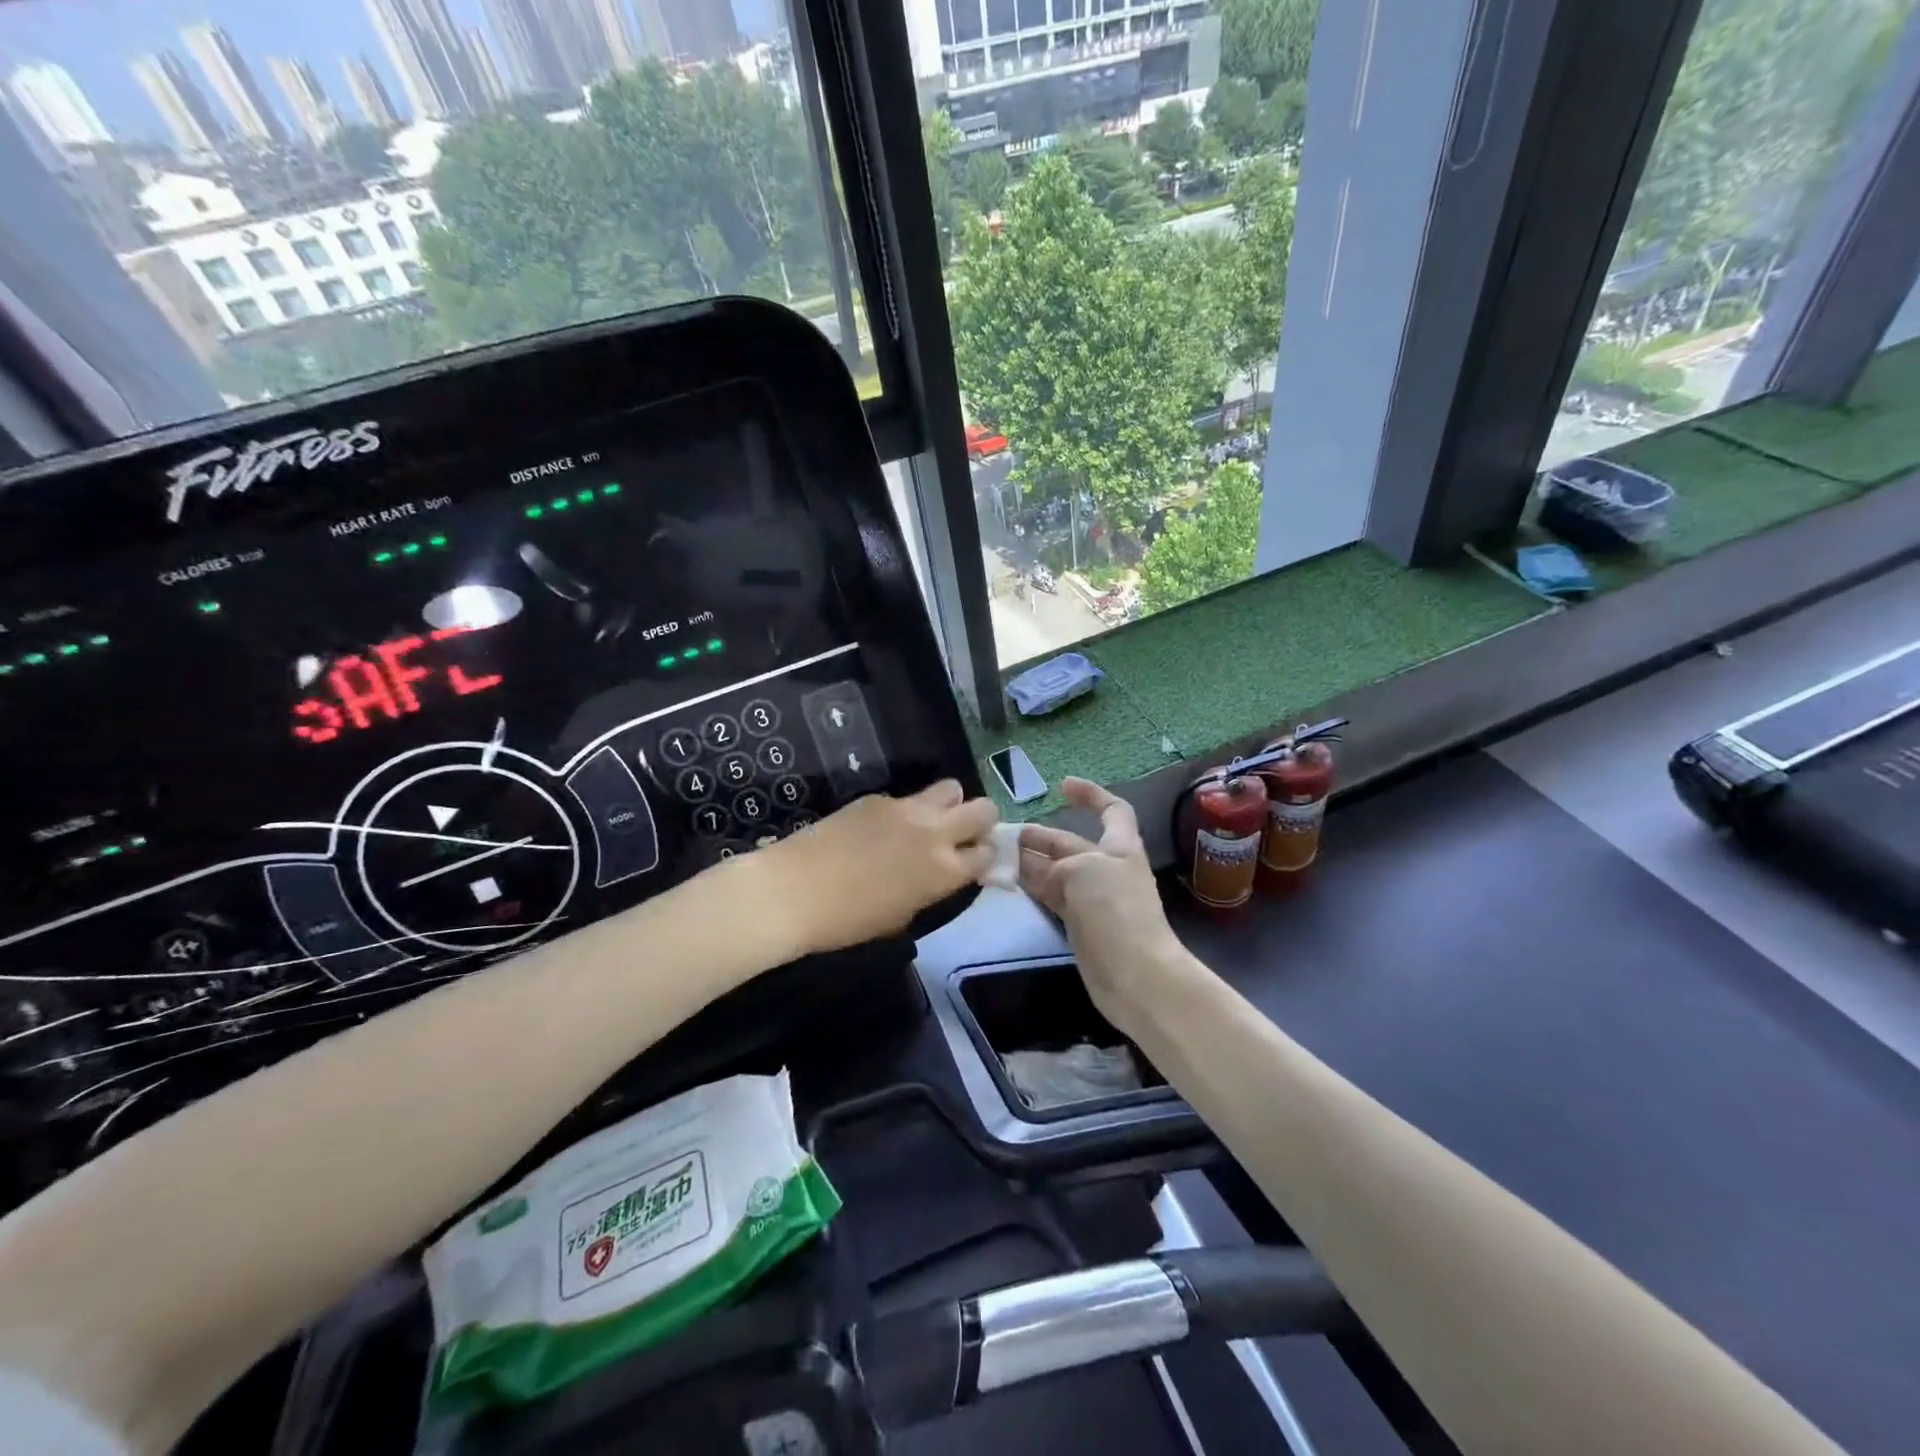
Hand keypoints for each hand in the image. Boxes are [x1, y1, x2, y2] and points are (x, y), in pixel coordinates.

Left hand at [755, 780, 998, 955]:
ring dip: (949, 804)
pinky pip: (907, 797)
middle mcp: (934, 833)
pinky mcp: (876, 797)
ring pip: (951, 788)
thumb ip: (931, 888)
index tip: (974, 860)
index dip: (985, 855)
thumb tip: (938, 874)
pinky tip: (880, 829)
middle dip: (981, 820)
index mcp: (945, 871)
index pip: (988, 852)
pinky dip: (906, 810)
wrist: (793, 892)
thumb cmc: (848, 922)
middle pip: (983, 809)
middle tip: (962, 835)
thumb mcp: (902, 916)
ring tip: (928, 822)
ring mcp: (906, 808)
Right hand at [1019, 778, 1184, 1032]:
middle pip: (1070, 843)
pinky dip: (1030, 888)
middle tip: (1003, 834)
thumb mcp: (1084, 870)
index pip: (1112, 810)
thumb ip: (1057, 863)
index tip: (1062, 786)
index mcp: (1119, 847)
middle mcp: (1106, 868)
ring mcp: (1092, 898)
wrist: (1134, 974)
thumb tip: (1032, 868)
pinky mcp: (1079, 924)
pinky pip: (1051, 897)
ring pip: (1055, 871)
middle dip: (1040, 835)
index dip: (1091, 795)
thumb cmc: (1115, 910)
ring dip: (1028, 861)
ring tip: (995, 856)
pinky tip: (1008, 883)